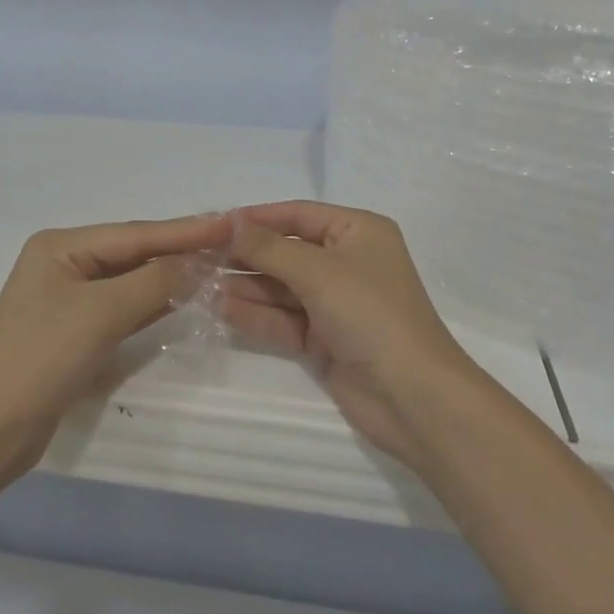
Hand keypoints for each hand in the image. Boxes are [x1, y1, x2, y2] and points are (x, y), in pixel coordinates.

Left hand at [0, 214, 232, 471]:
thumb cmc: (40, 359)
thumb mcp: (100, 314)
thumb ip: (153, 282)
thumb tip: (198, 262)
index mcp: (60, 246)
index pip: (134, 233)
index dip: (184, 230)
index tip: (229, 224)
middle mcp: (64, 264)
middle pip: (133, 252)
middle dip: (178, 249)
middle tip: (229, 242)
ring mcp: (68, 299)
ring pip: (130, 280)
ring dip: (169, 276)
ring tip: (216, 265)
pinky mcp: (75, 331)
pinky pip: (123, 307)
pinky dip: (152, 303)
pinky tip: (183, 298)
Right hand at [221, 201, 482, 468]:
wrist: (414, 398)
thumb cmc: (371, 314)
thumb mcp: (318, 271)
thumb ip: (270, 247)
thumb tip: (232, 223)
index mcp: (358, 232)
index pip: (298, 214)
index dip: (256, 218)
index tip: (213, 223)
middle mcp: (347, 262)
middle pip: (286, 251)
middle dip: (246, 254)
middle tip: (199, 256)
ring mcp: (335, 303)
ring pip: (281, 287)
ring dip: (245, 285)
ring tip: (201, 283)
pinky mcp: (325, 340)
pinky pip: (283, 319)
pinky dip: (255, 314)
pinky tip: (220, 308)